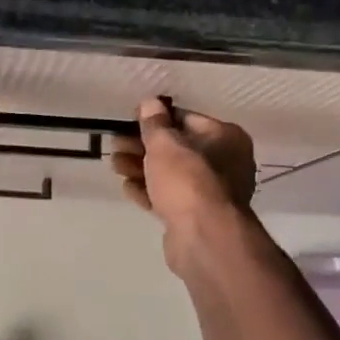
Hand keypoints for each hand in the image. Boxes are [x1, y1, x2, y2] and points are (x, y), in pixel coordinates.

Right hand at [111, 97, 255, 264]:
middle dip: (143, 146)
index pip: (186, 119)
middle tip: (115, 144)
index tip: (129, 120)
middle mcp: (225, 163)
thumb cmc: (188, 180)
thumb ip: (155, 123)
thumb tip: (150, 102)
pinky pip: (169, 197)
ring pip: (171, 174)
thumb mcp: (165, 144)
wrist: (203, 237)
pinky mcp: (196, 216)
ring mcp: (211, 192)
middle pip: (177, 148)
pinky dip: (149, 191)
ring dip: (141, 168)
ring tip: (114, 164)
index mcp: (225, 138)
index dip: (156, 118)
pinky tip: (127, 187)